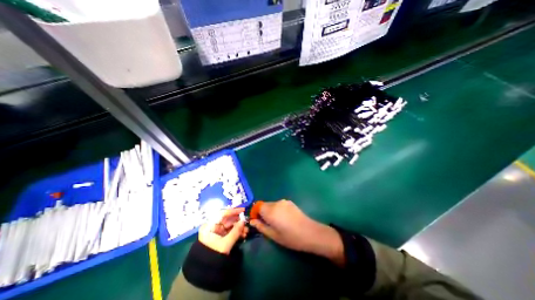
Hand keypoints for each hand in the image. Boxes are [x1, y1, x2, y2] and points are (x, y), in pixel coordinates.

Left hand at [198, 207, 248, 253]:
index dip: (233, 211)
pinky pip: (230, 232)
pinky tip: (243, 234)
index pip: (222, 214)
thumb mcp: (226, 243)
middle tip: (246, 223)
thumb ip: (235, 231)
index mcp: (209, 226)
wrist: (207, 273)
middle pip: (227, 220)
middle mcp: (213, 227)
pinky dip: (237, 232)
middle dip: (238, 222)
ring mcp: (217, 233)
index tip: (242, 210)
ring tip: (246, 231)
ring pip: (230, 226)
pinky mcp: (221, 238)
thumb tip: (243, 221)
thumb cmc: (214, 255)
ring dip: (239, 227)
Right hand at [249, 200, 344, 265]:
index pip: (257, 206)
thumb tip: (252, 221)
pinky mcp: (290, 202)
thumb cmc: (290, 237)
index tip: (257, 221)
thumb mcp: (273, 235)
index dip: (255, 213)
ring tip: (277, 222)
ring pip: (272, 205)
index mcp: (270, 211)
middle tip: (267, 224)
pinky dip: (277, 210)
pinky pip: (279, 204)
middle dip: (263, 212)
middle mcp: (276, 203)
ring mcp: (284, 201)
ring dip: (271, 211)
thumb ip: (261, 226)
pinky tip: (284, 219)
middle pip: (265, 205)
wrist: (310, 232)